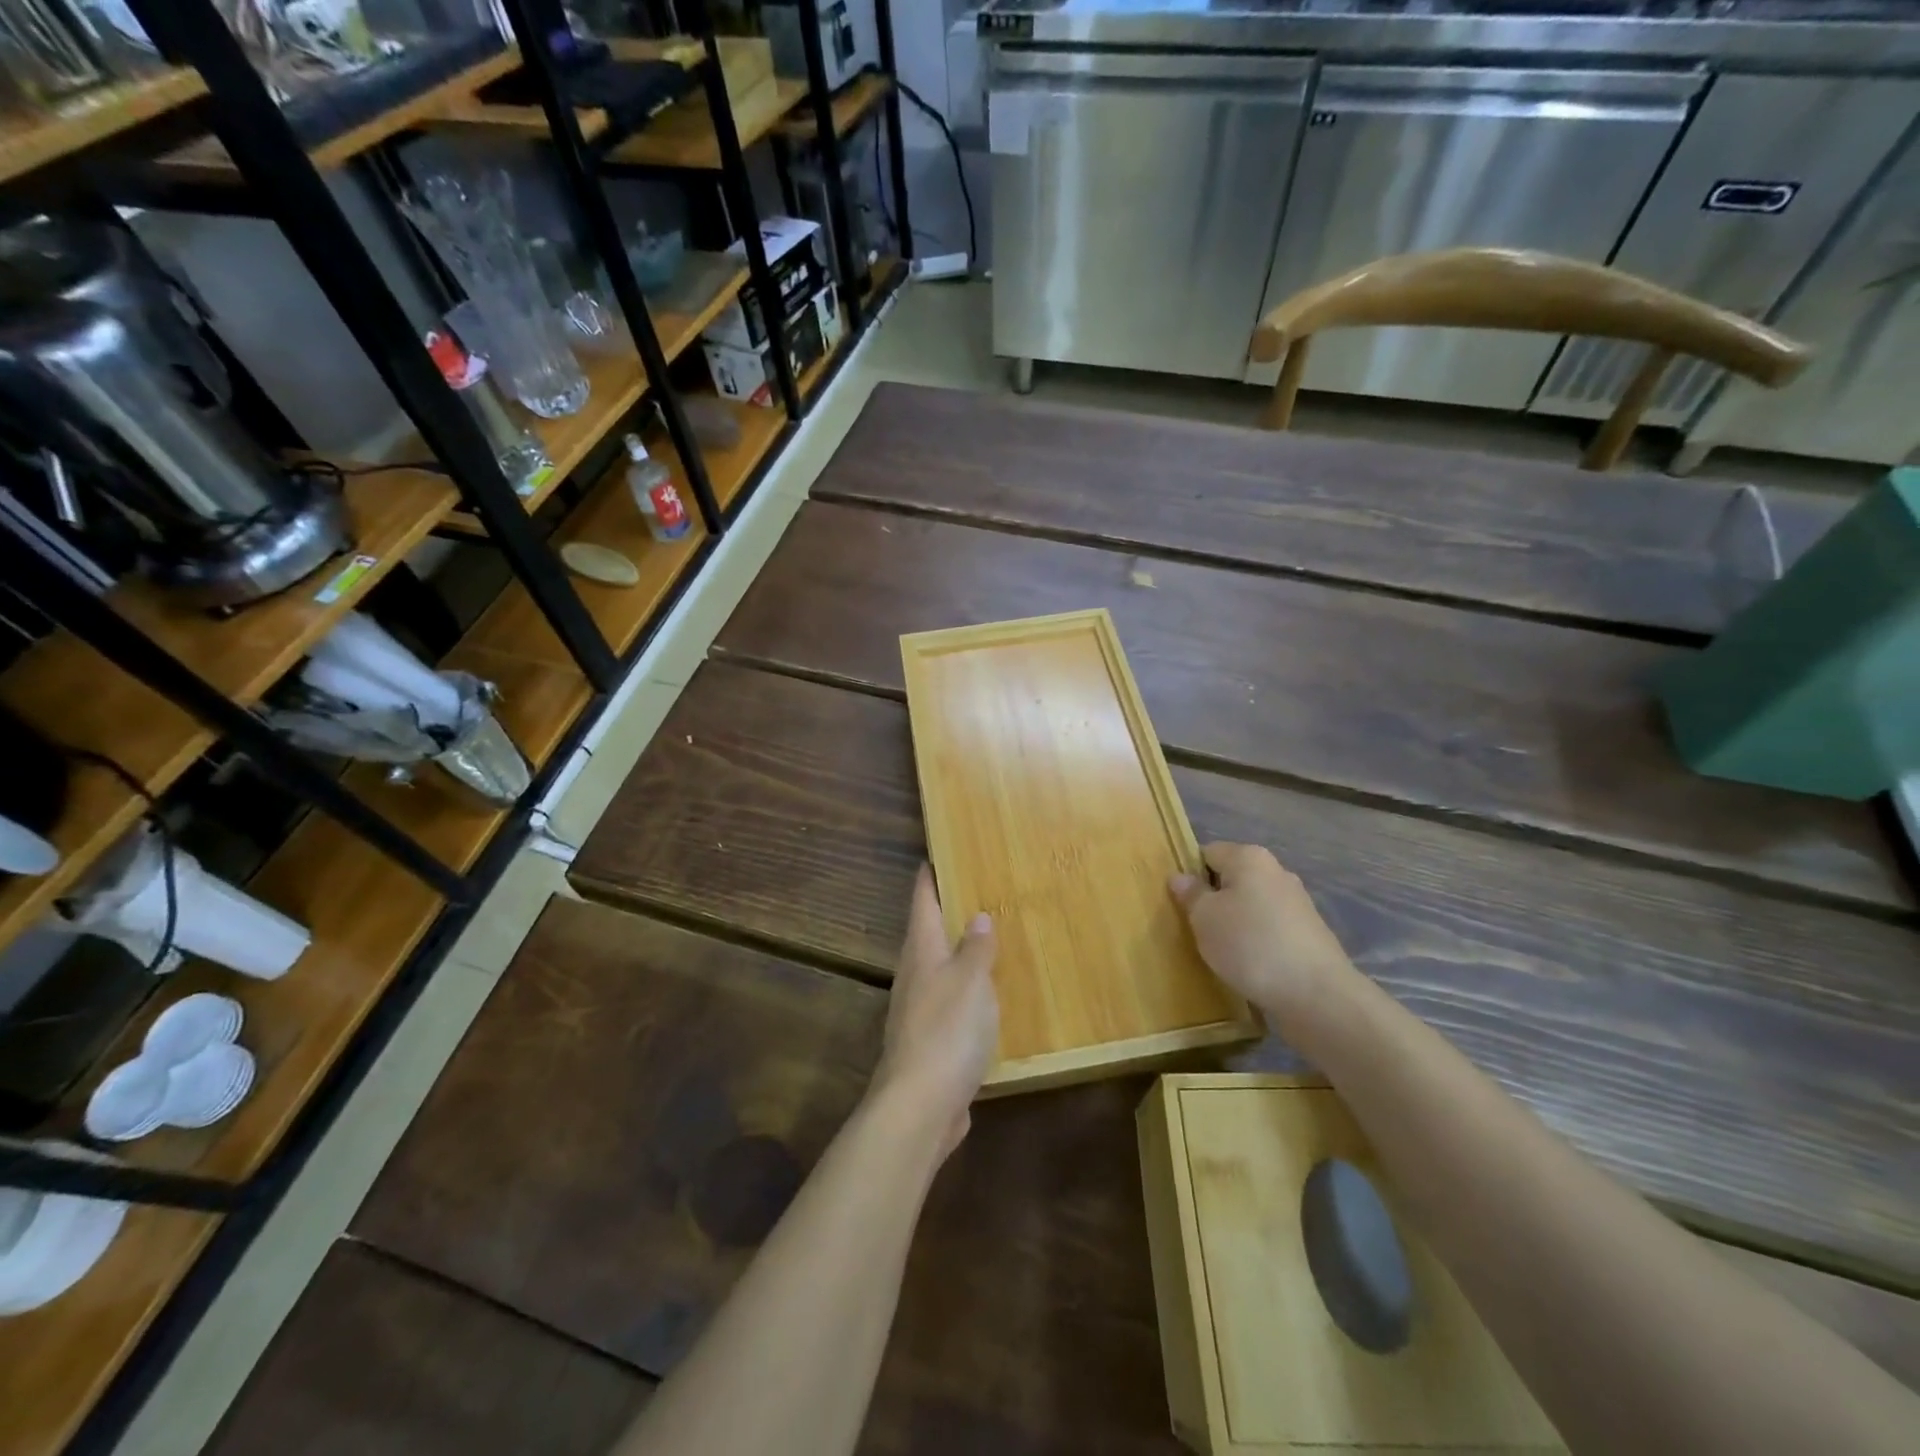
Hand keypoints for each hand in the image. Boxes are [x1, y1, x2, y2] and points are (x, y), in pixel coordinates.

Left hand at [870, 866, 999, 1157]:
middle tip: (976, 892)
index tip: (934, 854)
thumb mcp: (971, 980)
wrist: (920, 1105)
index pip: (923, 902)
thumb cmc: (947, 1030)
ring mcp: (919, 1010)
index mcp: (922, 951)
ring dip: (959, 953)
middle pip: (928, 934)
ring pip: (939, 969)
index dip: (929, 877)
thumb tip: (977, 917)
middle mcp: (915, 975)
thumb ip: (976, 948)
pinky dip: (967, 991)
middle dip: (947, 913)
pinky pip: (950, 1002)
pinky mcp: (930, 1041)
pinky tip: (986, 997)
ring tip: (988, 940)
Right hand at [1170, 843, 1357, 1023]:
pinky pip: (1269, 927)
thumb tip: (1181, 878)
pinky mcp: (1308, 933)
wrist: (1317, 995)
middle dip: (1213, 899)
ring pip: (1251, 904)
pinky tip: (1248, 963)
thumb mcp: (1204, 918)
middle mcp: (1276, 871)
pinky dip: (1256, 940)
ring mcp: (1297, 903)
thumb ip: (1190, 894)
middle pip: (1232, 878)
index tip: (1178, 902)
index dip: (1189, 874)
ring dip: (1234, 922)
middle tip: (1194, 927)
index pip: (1208, 852)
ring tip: (1220, 950)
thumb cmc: (1250, 944)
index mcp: (1249, 858)